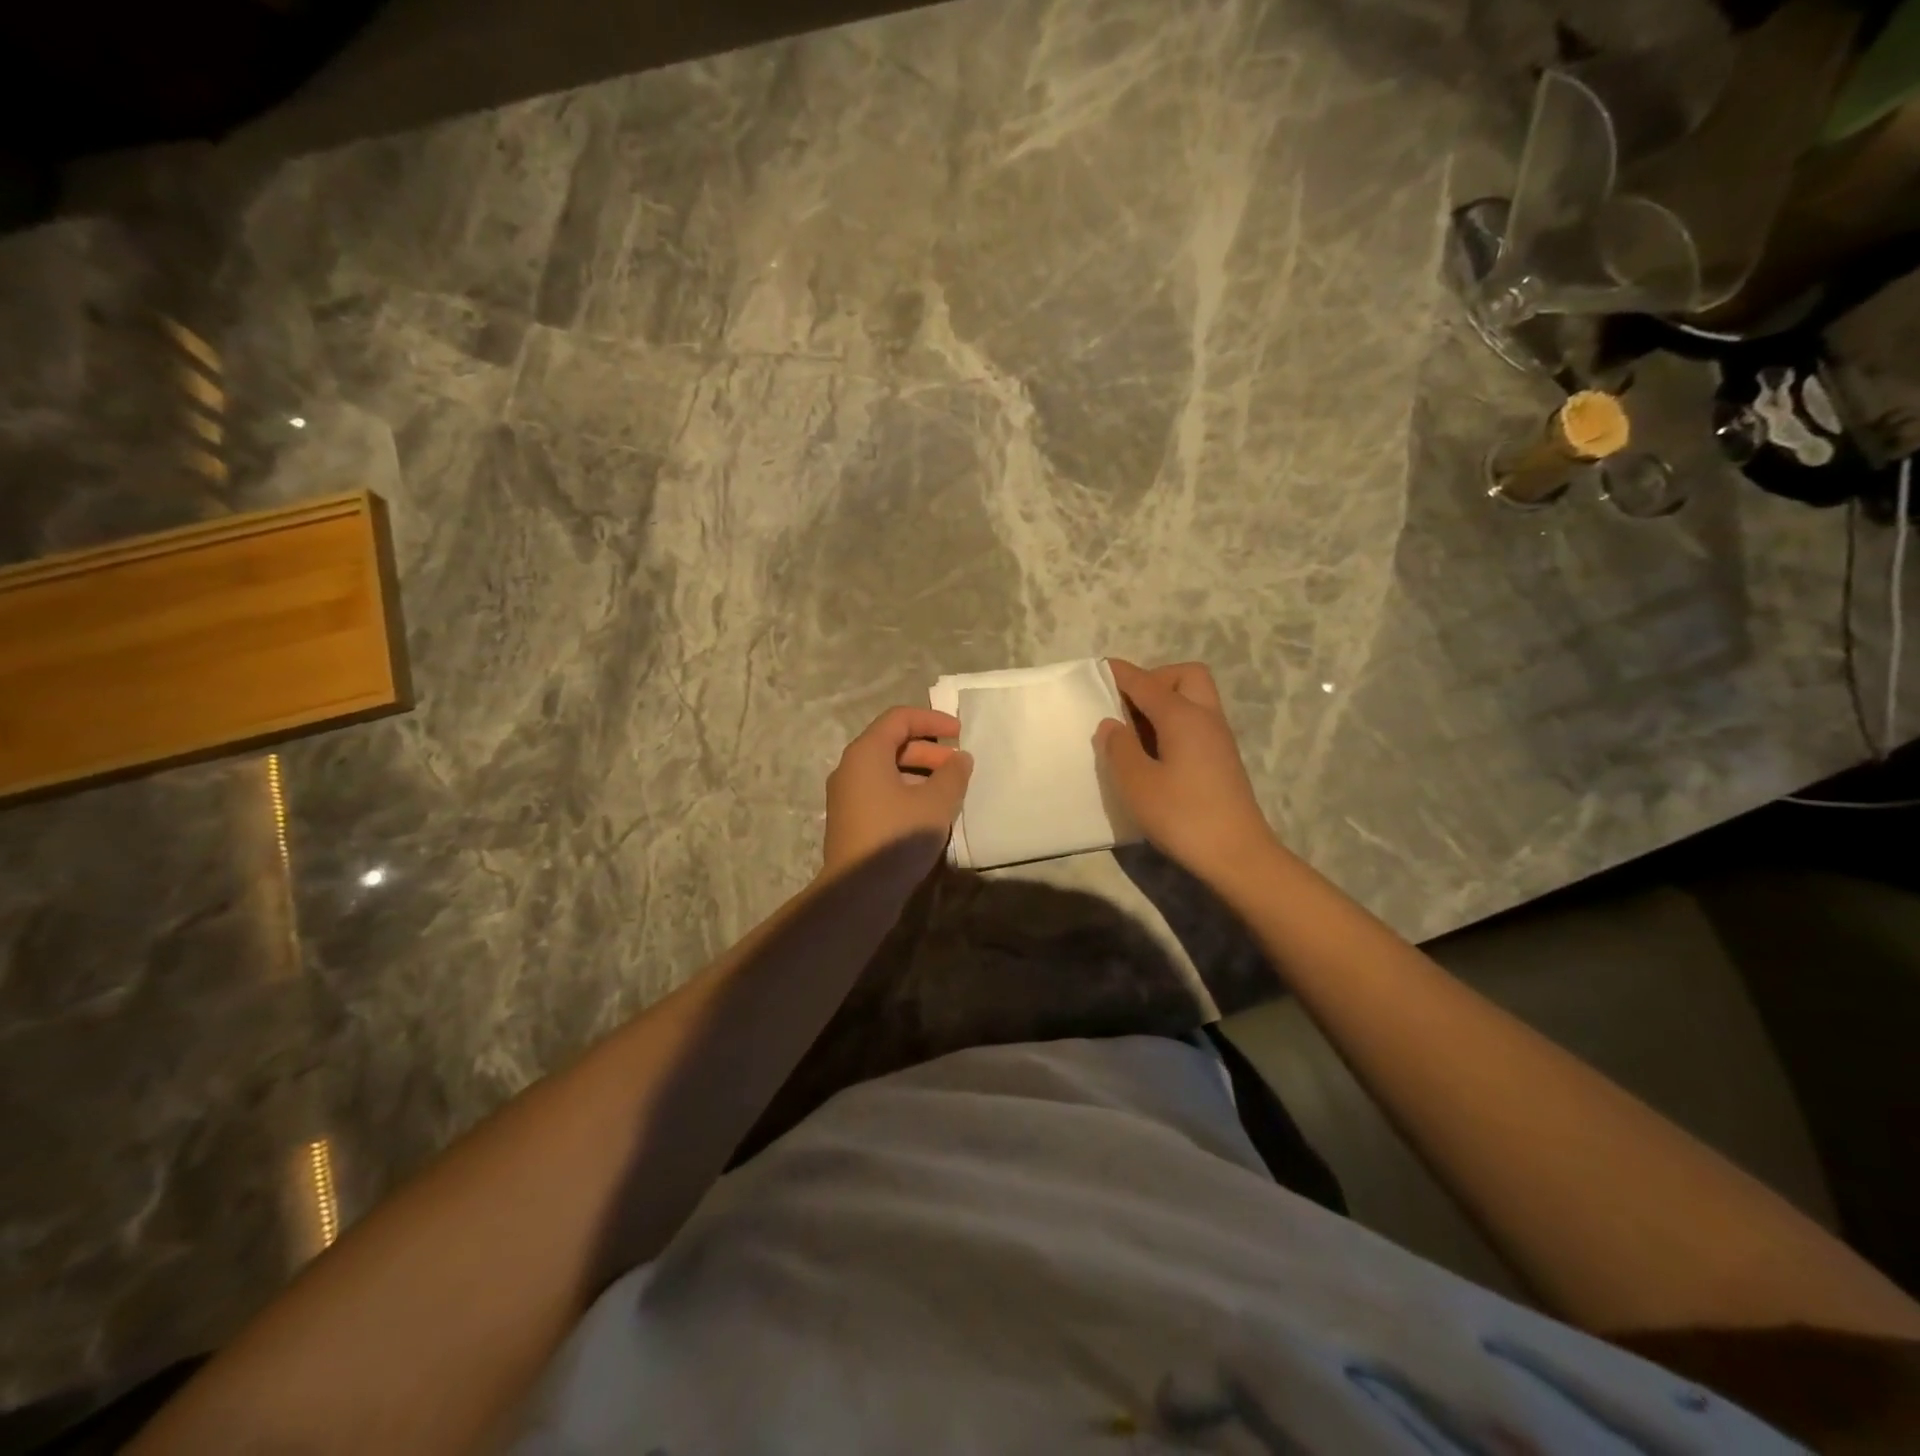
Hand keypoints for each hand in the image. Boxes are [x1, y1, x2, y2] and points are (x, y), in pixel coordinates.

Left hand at [822, 706, 972, 881]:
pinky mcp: (851, 819)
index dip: (932, 720)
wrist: (857, 892)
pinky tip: (929, 813)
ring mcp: (847, 795)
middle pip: (893, 743)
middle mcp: (851, 768)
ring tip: (950, 792)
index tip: (960, 733)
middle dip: (930, 750)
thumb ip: (953, 774)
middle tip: (959, 768)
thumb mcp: (935, 802)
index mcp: (866, 753)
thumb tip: (960, 759)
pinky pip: (881, 791)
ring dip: (921, 773)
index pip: (899, 719)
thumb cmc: (897, 836)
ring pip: (888, 770)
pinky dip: (907, 791)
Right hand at [1095, 659, 1276, 879]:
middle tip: (1127, 705)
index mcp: (1183, 716)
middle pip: (1185, 677)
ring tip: (1133, 731)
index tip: (1100, 668)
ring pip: (1193, 699)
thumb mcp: (1137, 783)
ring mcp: (1218, 739)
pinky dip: (1173, 723)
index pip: (1146, 683)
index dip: (1121, 674)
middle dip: (1154, 680)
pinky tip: (1153, 752)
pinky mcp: (1222, 760)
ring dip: (1164, 702)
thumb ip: (1119, 748)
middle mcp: (1205, 718)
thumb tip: (1111, 725)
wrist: (1237, 855)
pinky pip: (1196, 722)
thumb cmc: (1182, 816)